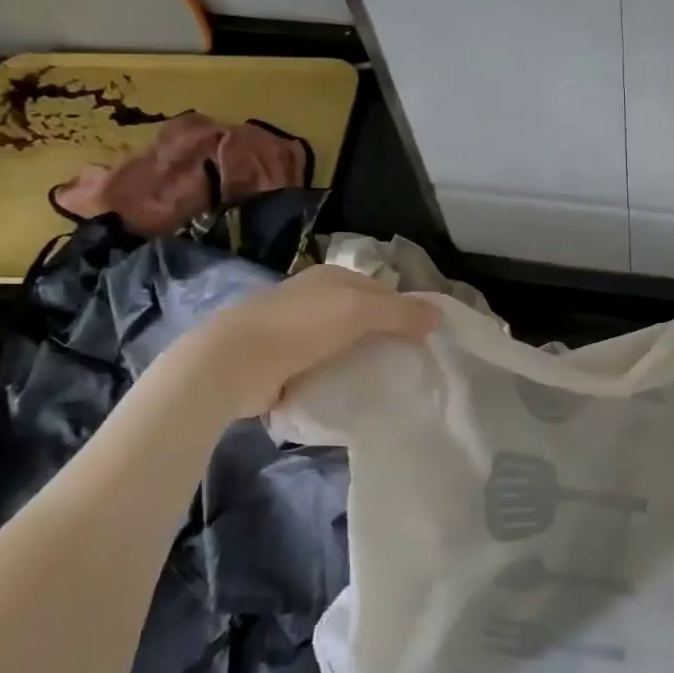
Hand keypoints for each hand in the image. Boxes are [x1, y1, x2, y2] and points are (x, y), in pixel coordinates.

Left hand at [181, 264, 439, 417]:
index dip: (403, 310)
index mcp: (331, 278)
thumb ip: (401, 313)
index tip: (422, 339)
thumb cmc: (301, 326)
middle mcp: (312, 299)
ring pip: (341, 344)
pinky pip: (321, 369)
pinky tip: (350, 394)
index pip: (380, 290)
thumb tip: (439, 316)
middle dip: (383, 337)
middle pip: (361, 318)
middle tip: (408, 364)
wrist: (234, 363)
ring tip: (384, 384)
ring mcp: (294, 331)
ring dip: (359, 361)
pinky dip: (335, 379)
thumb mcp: (359, 311)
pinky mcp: (280, 362)